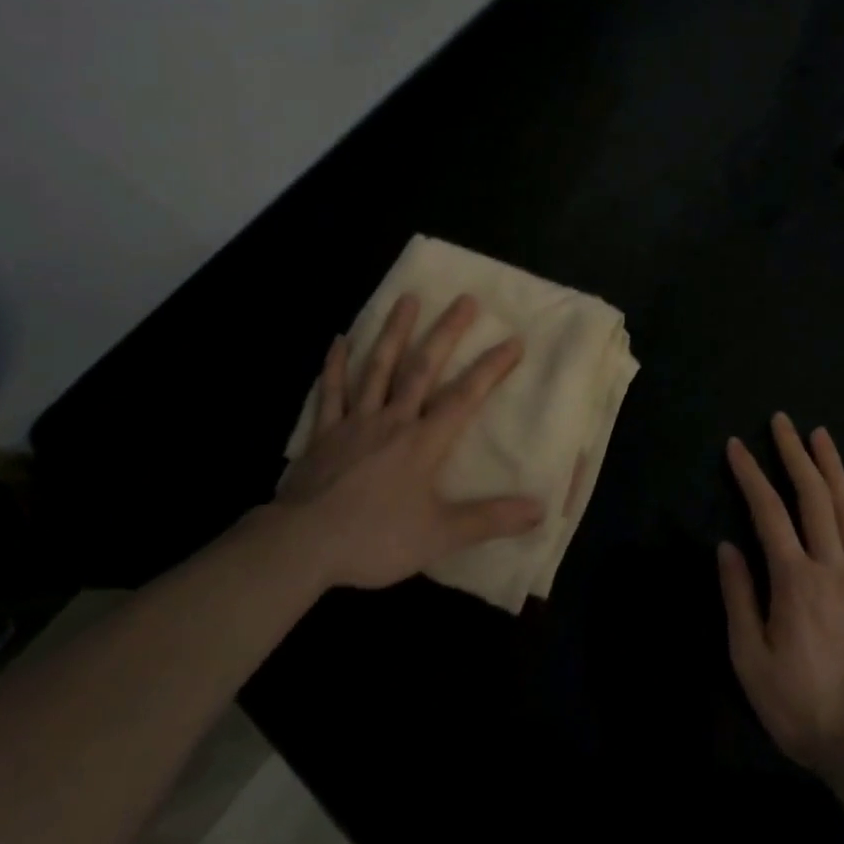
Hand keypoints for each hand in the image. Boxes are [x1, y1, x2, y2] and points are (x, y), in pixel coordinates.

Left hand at [273, 293, 543, 589]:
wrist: (303, 544)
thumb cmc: (375, 538)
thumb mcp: (440, 535)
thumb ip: (489, 519)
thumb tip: (540, 510)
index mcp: (423, 442)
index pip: (464, 397)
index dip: (491, 368)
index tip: (513, 340)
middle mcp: (393, 420)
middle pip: (422, 368)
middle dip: (446, 333)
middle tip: (465, 299)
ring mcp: (355, 422)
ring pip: (378, 368)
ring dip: (394, 332)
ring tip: (408, 298)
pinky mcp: (324, 433)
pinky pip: (331, 392)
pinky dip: (335, 365)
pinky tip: (339, 339)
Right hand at [718, 413, 843, 782]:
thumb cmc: (805, 707)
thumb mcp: (752, 661)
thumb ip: (739, 598)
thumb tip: (726, 546)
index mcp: (795, 581)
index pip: (768, 513)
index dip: (750, 475)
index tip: (736, 445)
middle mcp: (833, 566)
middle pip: (813, 497)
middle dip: (795, 454)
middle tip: (782, 421)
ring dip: (833, 467)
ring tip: (820, 434)